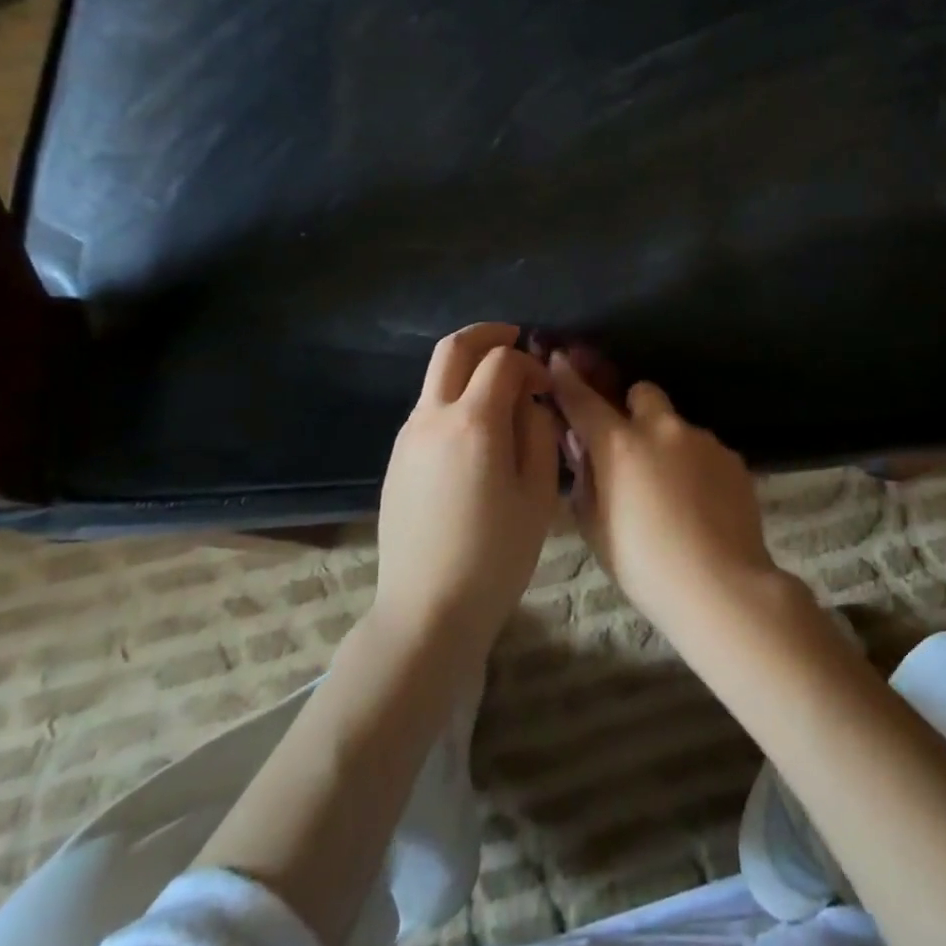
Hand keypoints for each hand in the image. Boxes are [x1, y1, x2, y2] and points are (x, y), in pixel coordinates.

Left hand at [374, 324, 560, 668]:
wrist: (428, 610)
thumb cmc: (495, 555)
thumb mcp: (538, 493)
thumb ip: (539, 432)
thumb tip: (531, 401)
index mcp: (473, 422)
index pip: (501, 361)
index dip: (530, 362)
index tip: (547, 387)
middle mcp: (432, 417)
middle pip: (453, 348)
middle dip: (487, 334)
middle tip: (516, 339)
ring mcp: (408, 437)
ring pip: (435, 376)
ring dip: (468, 366)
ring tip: (501, 388)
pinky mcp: (397, 458)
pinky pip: (427, 407)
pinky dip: (453, 395)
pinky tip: (476, 428)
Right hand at [548, 353, 778, 635]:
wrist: (720, 585)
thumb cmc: (644, 564)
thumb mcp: (595, 527)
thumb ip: (586, 478)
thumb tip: (583, 447)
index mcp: (620, 444)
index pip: (584, 400)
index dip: (568, 378)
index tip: (559, 359)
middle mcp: (662, 429)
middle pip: (642, 393)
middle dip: (632, 408)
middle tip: (629, 445)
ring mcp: (703, 440)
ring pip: (677, 425)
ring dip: (667, 444)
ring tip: (672, 492)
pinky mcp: (733, 458)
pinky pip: (705, 450)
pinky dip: (696, 466)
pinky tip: (700, 505)